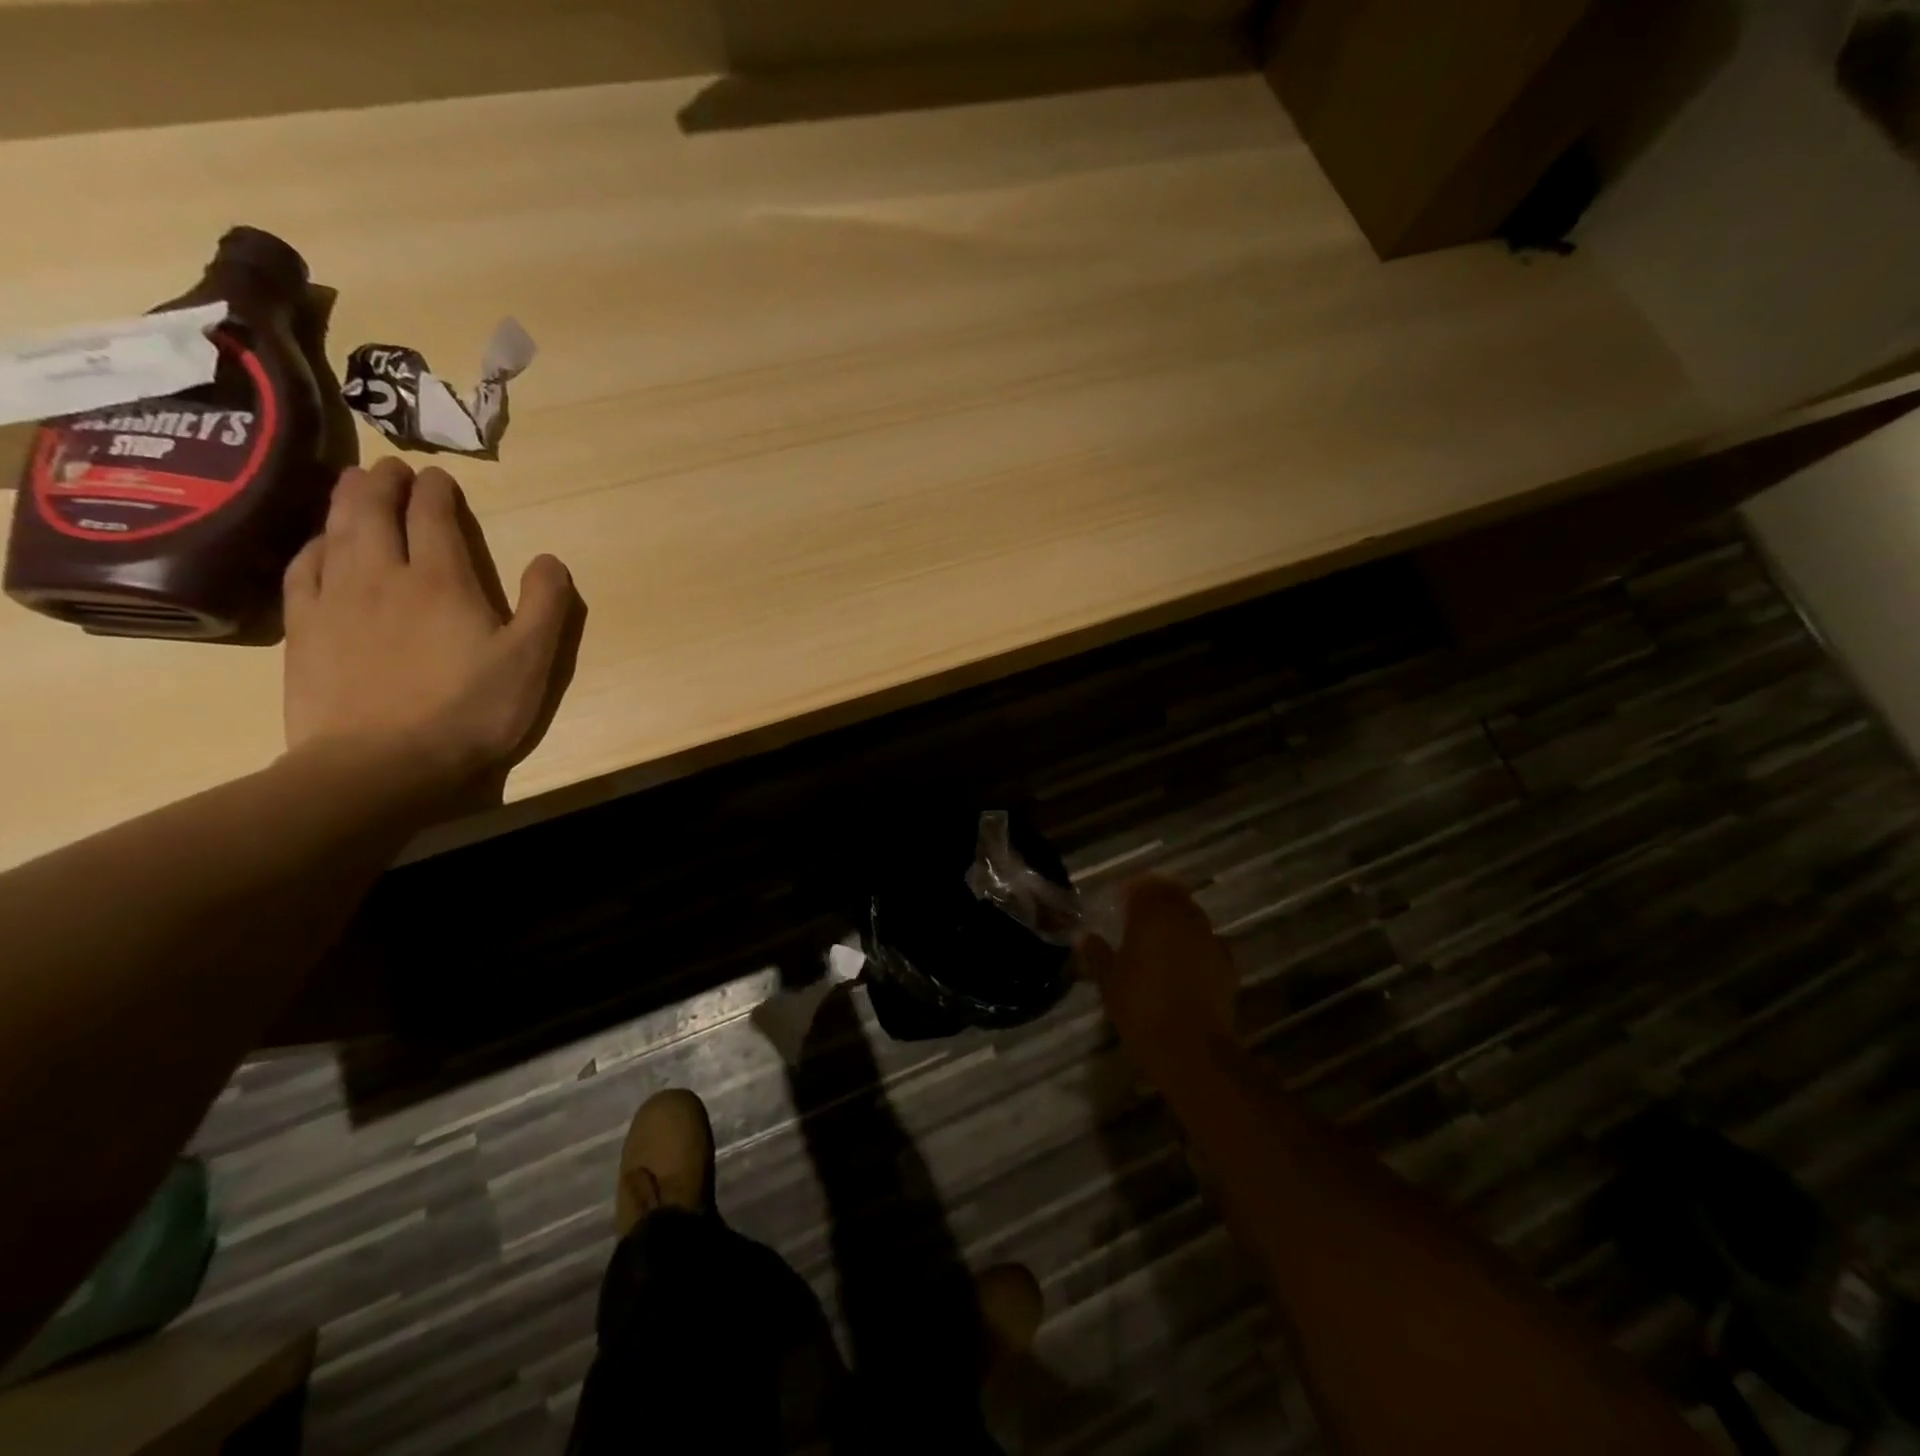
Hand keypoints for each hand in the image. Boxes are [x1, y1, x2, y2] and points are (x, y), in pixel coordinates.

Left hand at [281, 457, 580, 810]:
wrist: (381, 763)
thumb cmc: (469, 711)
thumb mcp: (531, 661)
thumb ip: (546, 605)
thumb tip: (549, 559)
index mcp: (443, 580)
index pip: (434, 517)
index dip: (437, 491)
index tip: (439, 477)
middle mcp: (382, 575)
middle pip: (374, 511)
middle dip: (384, 482)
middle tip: (391, 467)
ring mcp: (335, 600)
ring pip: (335, 531)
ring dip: (346, 501)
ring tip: (353, 485)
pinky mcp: (304, 629)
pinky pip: (303, 569)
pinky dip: (313, 544)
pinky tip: (320, 544)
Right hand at [1079, 877, 1237, 1063]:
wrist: (1190, 1047)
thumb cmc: (1141, 1007)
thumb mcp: (1108, 981)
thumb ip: (1097, 953)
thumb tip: (1085, 937)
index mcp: (1152, 915)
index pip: (1144, 885)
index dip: (1132, 889)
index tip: (1120, 900)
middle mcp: (1184, 918)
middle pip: (1173, 894)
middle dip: (1158, 899)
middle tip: (1140, 915)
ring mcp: (1210, 939)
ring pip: (1193, 916)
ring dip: (1178, 920)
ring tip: (1161, 939)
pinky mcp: (1227, 964)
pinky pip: (1209, 943)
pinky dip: (1197, 945)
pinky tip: (1186, 963)